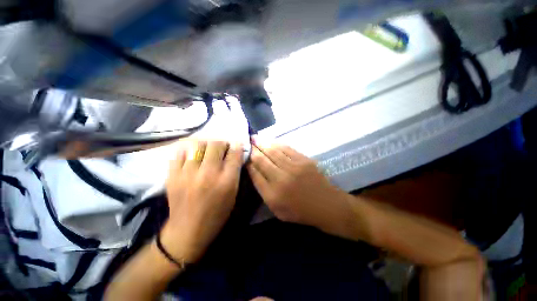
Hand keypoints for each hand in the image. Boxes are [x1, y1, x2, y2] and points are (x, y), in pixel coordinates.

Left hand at [161, 140, 242, 262]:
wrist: (187, 231)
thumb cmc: (217, 214)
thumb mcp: (233, 194)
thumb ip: (235, 173)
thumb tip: (235, 154)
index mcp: (226, 181)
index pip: (234, 154)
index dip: (237, 146)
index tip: (237, 143)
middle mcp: (208, 174)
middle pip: (217, 145)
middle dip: (222, 143)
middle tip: (223, 148)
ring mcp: (188, 173)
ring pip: (199, 145)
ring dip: (206, 144)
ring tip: (208, 150)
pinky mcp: (173, 175)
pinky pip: (180, 153)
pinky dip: (188, 151)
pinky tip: (192, 155)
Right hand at [247, 143, 353, 235]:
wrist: (327, 205)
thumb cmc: (300, 211)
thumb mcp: (277, 210)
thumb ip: (264, 192)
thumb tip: (254, 172)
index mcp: (273, 194)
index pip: (255, 174)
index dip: (248, 163)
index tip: (244, 156)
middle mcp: (281, 178)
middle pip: (262, 160)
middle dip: (253, 150)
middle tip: (247, 141)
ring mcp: (294, 167)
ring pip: (273, 151)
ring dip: (262, 143)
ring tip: (255, 137)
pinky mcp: (304, 160)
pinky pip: (286, 149)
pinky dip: (276, 144)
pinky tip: (270, 141)